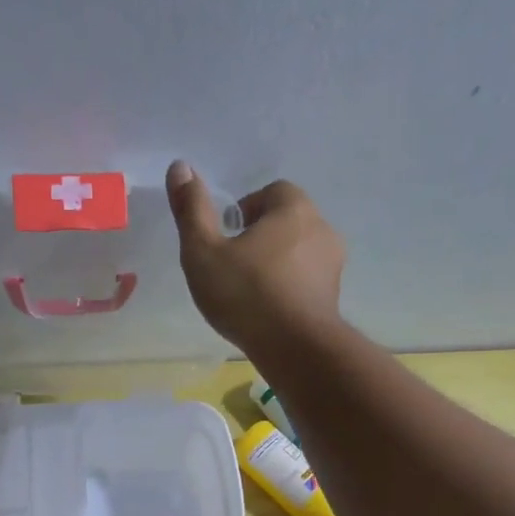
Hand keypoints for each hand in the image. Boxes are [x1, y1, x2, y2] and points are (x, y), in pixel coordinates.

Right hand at [164, 162, 343, 353]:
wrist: (295, 349)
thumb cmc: (246, 295)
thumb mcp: (204, 252)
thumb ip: (191, 210)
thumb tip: (180, 166)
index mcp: (293, 208)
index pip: (269, 193)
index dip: (243, 213)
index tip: (225, 241)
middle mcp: (321, 228)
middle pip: (285, 222)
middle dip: (260, 239)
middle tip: (232, 269)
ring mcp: (333, 265)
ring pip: (297, 254)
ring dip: (275, 266)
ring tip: (249, 295)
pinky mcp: (334, 297)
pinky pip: (306, 283)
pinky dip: (288, 291)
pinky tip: (268, 314)